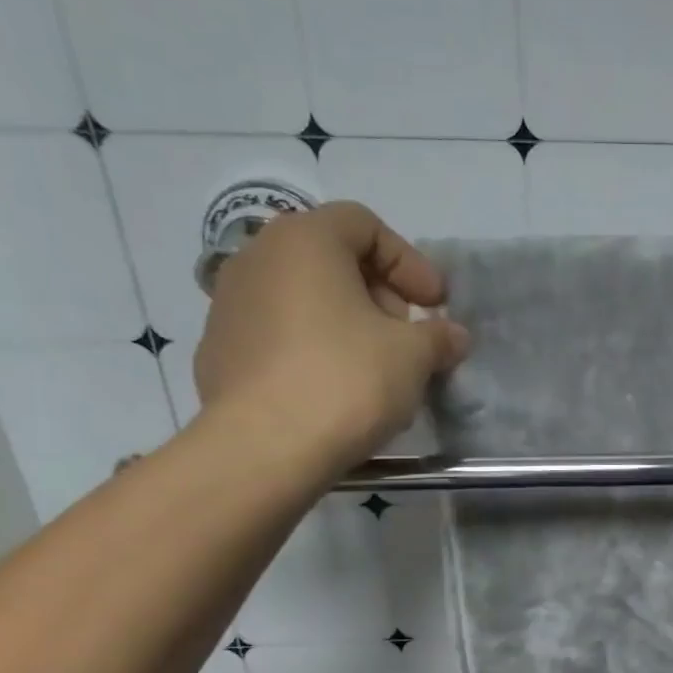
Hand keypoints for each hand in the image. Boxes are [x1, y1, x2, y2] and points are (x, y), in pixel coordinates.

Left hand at [193, 202, 468, 471]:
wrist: (265, 447)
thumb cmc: (346, 380)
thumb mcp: (413, 355)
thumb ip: (439, 337)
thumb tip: (454, 336)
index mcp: (304, 241)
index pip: (364, 225)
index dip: (409, 261)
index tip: (435, 304)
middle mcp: (256, 259)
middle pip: (330, 259)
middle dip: (378, 293)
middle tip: (407, 335)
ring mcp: (228, 306)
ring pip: (302, 298)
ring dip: (346, 322)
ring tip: (374, 367)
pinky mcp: (218, 352)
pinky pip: (278, 335)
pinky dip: (312, 349)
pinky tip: (334, 389)